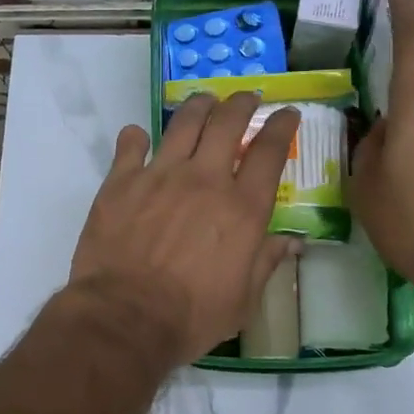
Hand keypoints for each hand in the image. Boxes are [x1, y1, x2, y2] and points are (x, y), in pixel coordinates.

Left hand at [69, 93, 299, 364]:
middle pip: (227, 123)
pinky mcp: (121, 180)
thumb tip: (292, 241)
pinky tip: (138, 137)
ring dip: (198, 106)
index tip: (287, 114)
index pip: (269, 151)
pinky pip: (131, 144)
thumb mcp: (243, 299)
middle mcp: (205, 179)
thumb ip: (267, 262)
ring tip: (204, 101)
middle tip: (246, 97)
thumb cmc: (191, 316)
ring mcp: (160, 174)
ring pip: (184, 122)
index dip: (281, 126)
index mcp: (242, 207)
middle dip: (241, 103)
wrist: (125, 315)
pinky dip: (136, 137)